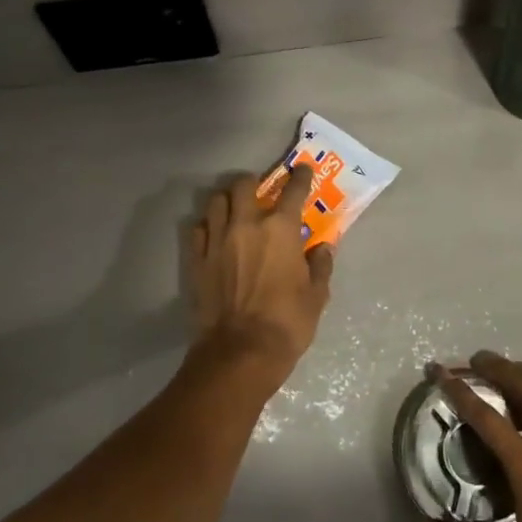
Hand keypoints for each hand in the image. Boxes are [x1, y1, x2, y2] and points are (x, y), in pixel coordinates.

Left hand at [190, 166, 333, 383]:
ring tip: (234, 210)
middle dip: (253, 182)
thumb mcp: (317, 295)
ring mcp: (217, 241)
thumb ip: (321, 265)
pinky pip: (198, 229)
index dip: (300, 176)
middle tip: (261, 191)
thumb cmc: (287, 322)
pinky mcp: (198, 260)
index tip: (302, 169)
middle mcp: (247, 225)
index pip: (293, 190)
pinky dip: (208, 226)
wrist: (240, 352)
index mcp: (281, 229)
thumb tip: (323, 247)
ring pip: (216, 201)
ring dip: (227, 200)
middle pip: (243, 184)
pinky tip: (215, 235)